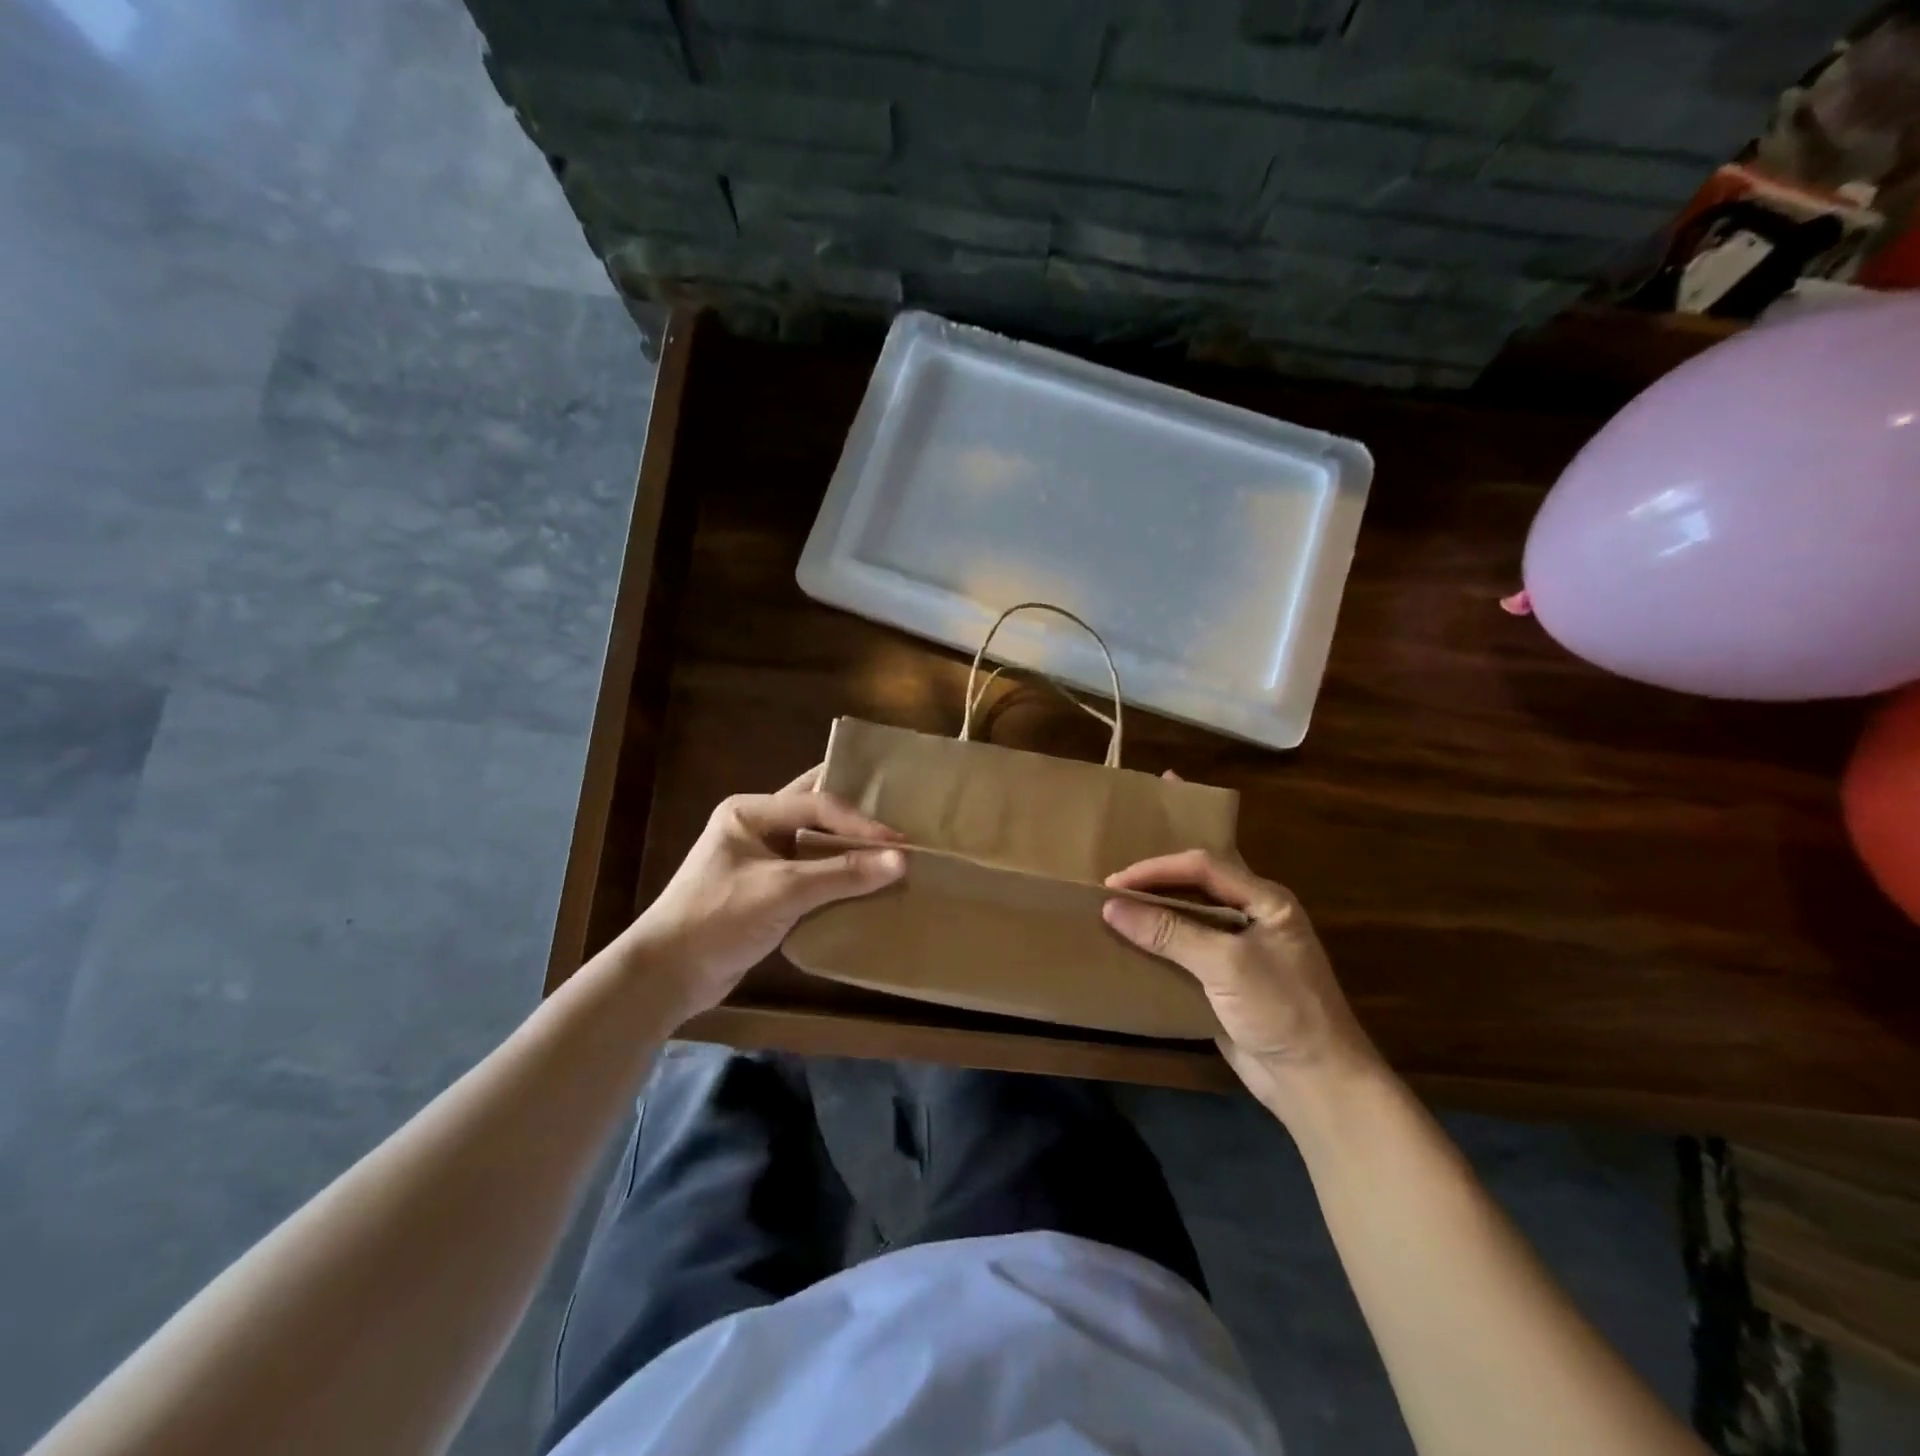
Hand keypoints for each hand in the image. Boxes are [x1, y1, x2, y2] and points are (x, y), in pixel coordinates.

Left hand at [620, 767, 905, 1020]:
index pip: (817, 804)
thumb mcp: (783, 892)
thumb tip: (902, 860)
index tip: (899, 841)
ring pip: (817, 843)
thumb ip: (842, 875)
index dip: (860, 822)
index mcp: (751, 812)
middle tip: (902, 819)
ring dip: (850, 850)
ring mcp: (762, 859)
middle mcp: (757, 827)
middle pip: (817, 812)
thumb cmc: (718, 919)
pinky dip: (839, 877)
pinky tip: (869, 884)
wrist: (667, 976)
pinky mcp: (768, 891)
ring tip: (894, 852)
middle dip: (857, 817)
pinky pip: (813, 873)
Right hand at [1101, 850, 1383, 1119]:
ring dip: (1153, 917)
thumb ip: (1170, 932)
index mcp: (1266, 900)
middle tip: (1110, 895)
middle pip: (1195, 888)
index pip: (1203, 868)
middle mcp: (1254, 917)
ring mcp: (1241, 950)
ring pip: (1189, 919)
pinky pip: (1187, 952)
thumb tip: (1111, 907)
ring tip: (1114, 917)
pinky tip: (1132, 951)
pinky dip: (1159, 948)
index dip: (1157, 870)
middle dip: (1153, 888)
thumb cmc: (1281, 1010)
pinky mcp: (1227, 981)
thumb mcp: (1226, 964)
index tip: (1114, 882)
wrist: (1316, 1084)